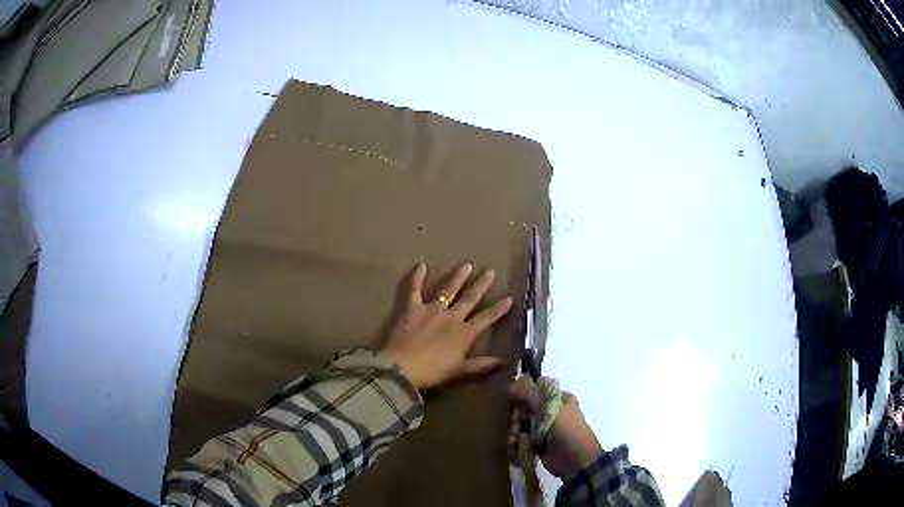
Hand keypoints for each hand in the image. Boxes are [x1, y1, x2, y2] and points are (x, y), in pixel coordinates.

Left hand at [381, 263, 512, 389]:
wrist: (404, 367)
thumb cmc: (434, 372)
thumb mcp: (460, 371)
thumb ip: (481, 365)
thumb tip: (503, 361)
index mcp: (465, 333)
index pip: (486, 318)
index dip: (498, 309)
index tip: (509, 298)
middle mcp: (451, 317)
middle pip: (470, 299)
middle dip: (481, 285)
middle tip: (490, 271)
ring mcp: (431, 310)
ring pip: (448, 290)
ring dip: (458, 277)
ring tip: (466, 265)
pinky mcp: (412, 308)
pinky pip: (415, 290)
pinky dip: (417, 277)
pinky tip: (421, 265)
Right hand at [508, 376, 602, 480]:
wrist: (576, 460)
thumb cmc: (566, 430)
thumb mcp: (547, 407)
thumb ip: (529, 393)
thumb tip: (510, 384)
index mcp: (557, 398)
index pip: (533, 389)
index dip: (521, 395)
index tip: (514, 403)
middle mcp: (550, 411)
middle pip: (524, 407)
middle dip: (516, 417)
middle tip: (515, 426)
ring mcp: (543, 428)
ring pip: (521, 424)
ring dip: (514, 432)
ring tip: (514, 441)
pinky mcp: (538, 443)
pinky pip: (522, 438)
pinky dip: (516, 443)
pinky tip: (515, 448)